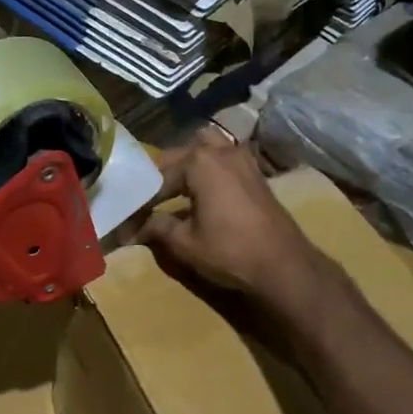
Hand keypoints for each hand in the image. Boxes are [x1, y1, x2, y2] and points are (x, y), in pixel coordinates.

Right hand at [140, 128, 327, 310]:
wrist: (283, 264)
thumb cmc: (230, 250)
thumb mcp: (185, 243)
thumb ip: (157, 228)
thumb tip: (134, 228)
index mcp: (199, 162)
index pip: (159, 178)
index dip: (143, 201)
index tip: (129, 219)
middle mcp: (220, 151)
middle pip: (181, 156)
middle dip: (163, 178)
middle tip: (149, 204)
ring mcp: (243, 159)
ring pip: (207, 149)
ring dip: (189, 165)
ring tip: (176, 190)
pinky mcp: (256, 173)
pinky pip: (224, 159)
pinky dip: (210, 169)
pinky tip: (203, 192)